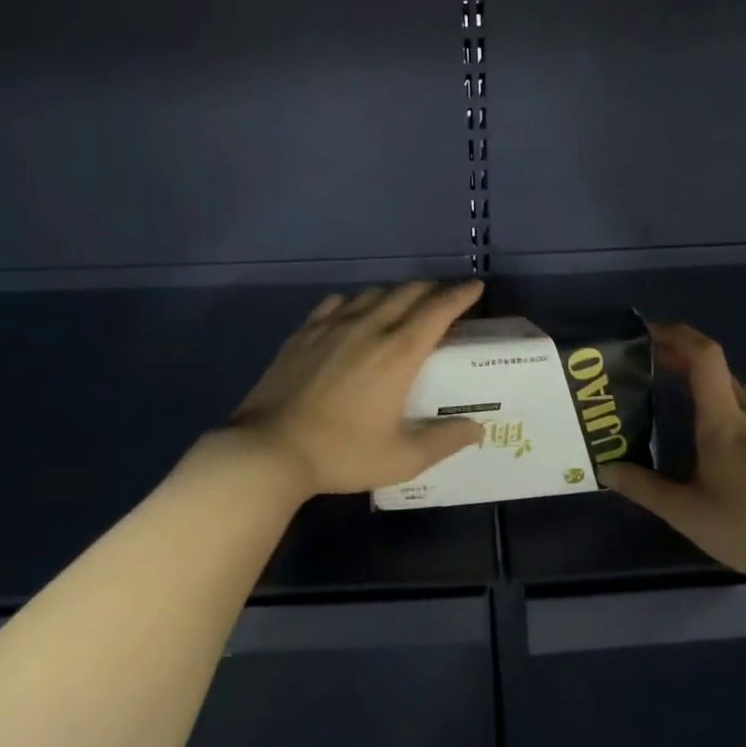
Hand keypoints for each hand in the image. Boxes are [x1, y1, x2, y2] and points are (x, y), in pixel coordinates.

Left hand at [227, 280, 486, 497]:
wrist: (269, 450)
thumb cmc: (342, 454)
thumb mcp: (402, 459)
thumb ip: (444, 441)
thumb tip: (476, 429)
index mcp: (399, 353)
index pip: (438, 310)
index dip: (460, 295)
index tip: (475, 287)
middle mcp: (369, 328)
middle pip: (408, 292)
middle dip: (433, 290)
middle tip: (445, 299)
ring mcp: (332, 326)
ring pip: (373, 293)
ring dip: (396, 294)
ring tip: (404, 306)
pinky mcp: (304, 333)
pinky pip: (337, 303)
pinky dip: (357, 302)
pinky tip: (354, 314)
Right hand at [602, 322, 745, 592]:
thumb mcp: (686, 513)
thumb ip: (643, 487)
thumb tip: (605, 468)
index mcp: (724, 422)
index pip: (705, 357)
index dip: (678, 335)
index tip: (648, 333)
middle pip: (718, 369)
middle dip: (682, 357)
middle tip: (650, 364)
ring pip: (737, 390)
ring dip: (706, 381)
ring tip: (680, 395)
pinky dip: (729, 404)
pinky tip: (723, 433)